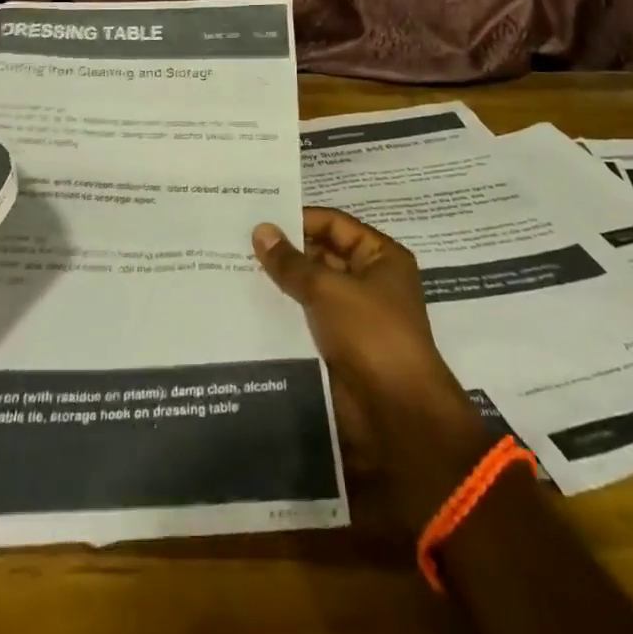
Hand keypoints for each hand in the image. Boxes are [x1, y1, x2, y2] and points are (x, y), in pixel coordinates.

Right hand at [253, 210, 488, 522]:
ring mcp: (355, 316)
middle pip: (323, 255)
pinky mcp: (340, 347)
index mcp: (381, 257)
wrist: (396, 415)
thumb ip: (291, 262)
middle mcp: (371, 281)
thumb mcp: (328, 289)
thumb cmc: (371, 335)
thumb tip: (261, 230)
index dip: (299, 219)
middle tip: (239, 242)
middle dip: (286, 251)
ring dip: (282, 283)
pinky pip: (308, 319)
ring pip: (312, 289)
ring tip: (236, 270)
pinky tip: (250, 306)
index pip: (335, 224)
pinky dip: (285, 312)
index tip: (259, 217)